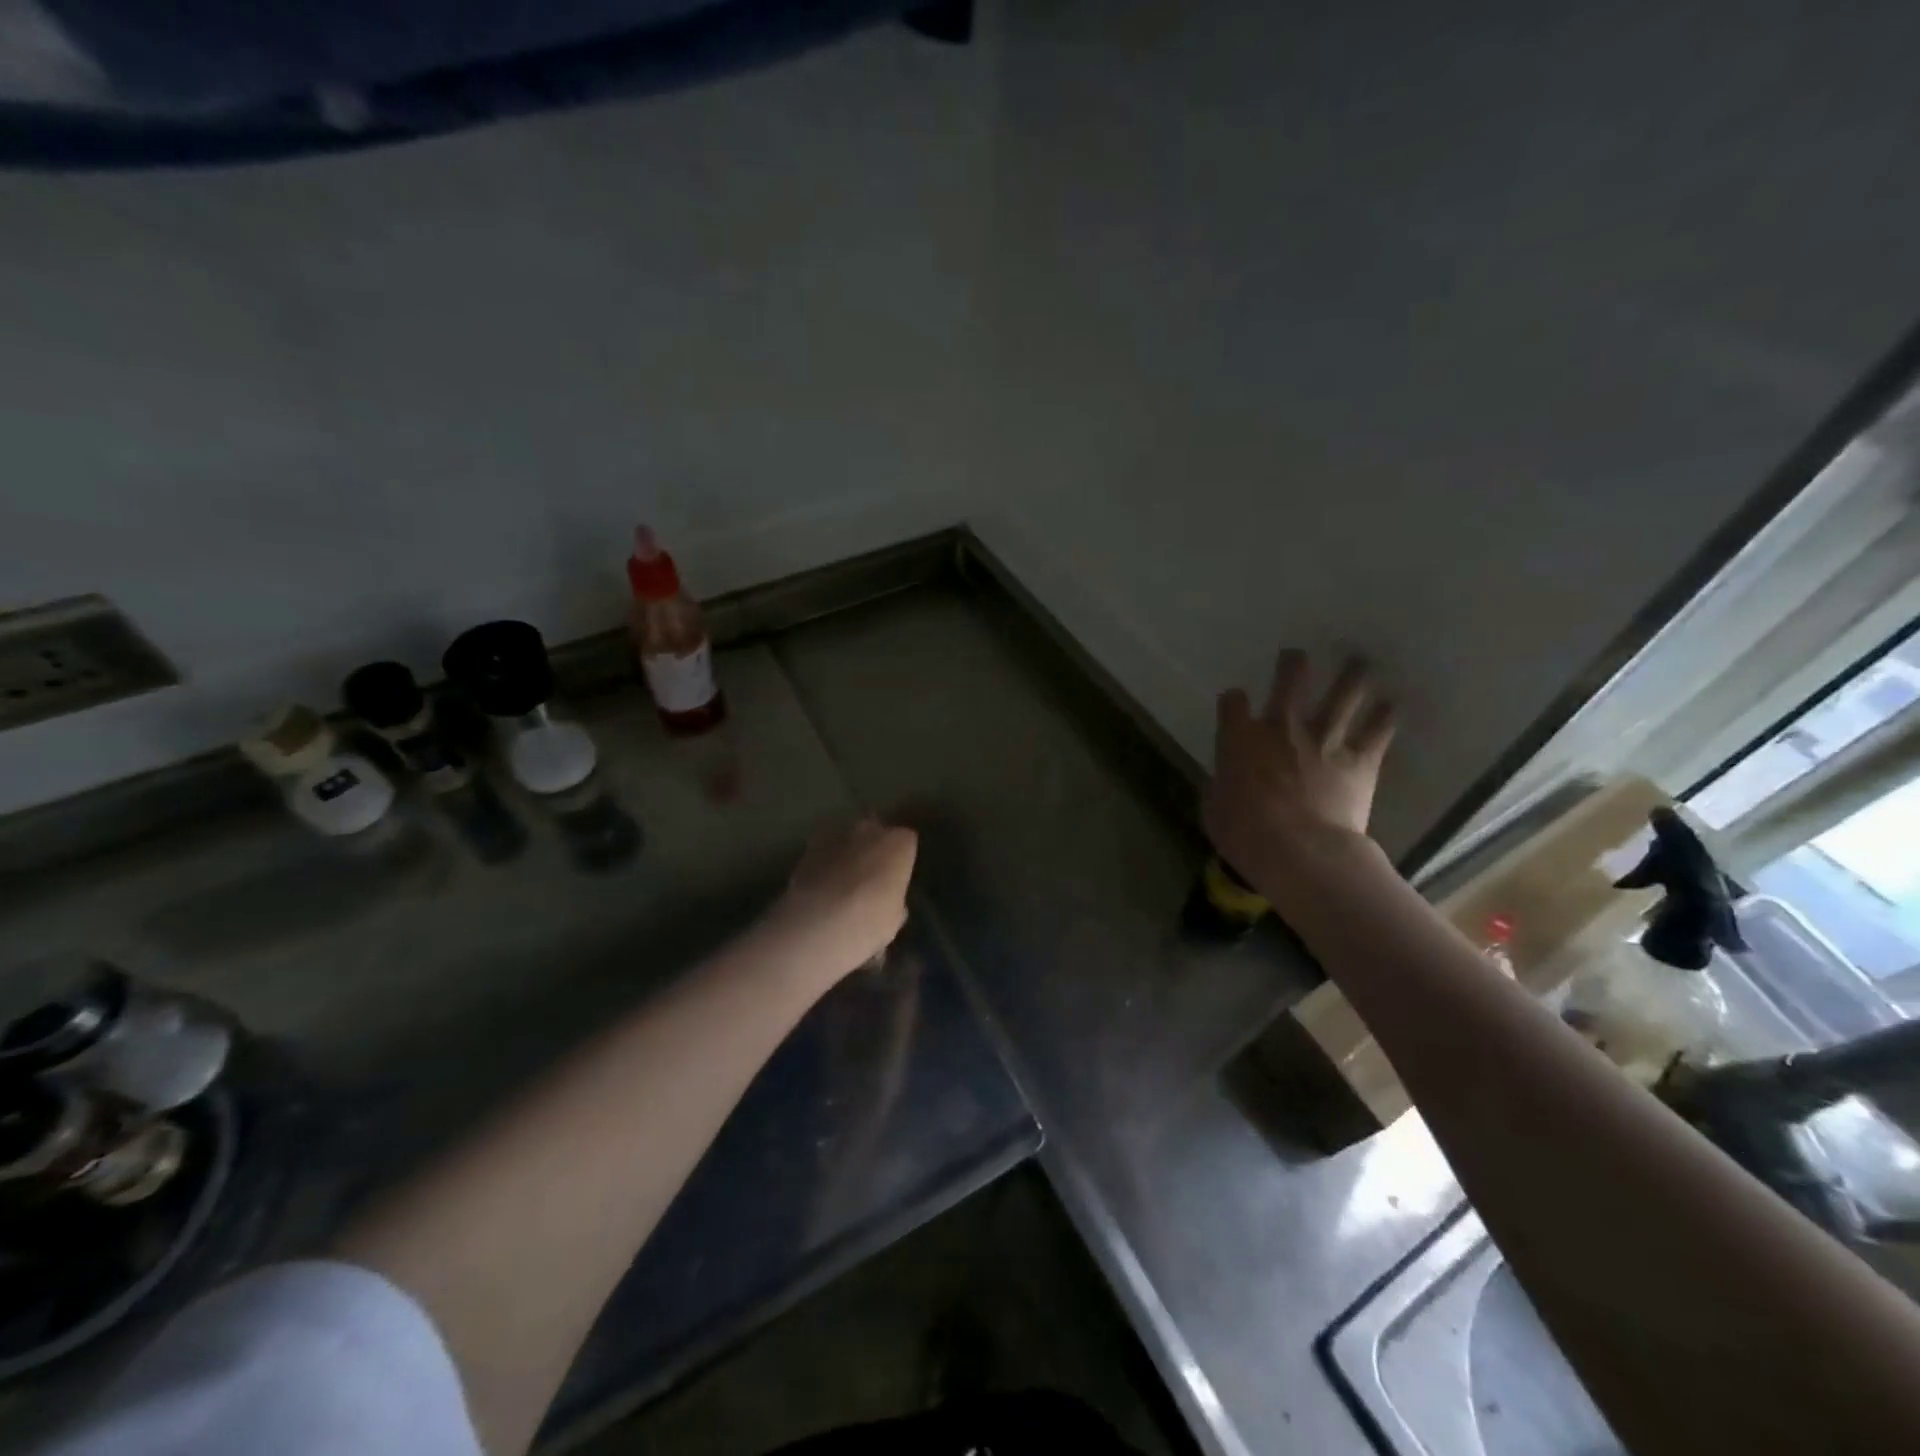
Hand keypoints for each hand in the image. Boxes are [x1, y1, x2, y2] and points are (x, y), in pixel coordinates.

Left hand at [774, 818, 918, 979]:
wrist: (820, 924)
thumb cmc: (871, 920)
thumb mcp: (894, 917)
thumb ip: (894, 899)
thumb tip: (889, 900)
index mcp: (900, 843)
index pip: (907, 841)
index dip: (901, 859)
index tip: (897, 876)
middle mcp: (870, 829)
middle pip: (875, 832)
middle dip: (873, 848)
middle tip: (870, 876)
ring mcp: (836, 835)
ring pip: (847, 838)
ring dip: (847, 853)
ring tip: (842, 882)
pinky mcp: (808, 847)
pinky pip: (823, 851)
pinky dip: (824, 863)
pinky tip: (821, 886)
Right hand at [1202, 650, 1395, 887]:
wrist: (1299, 850)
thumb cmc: (1245, 833)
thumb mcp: (1214, 810)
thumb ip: (1219, 788)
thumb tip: (1219, 785)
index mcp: (1240, 739)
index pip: (1233, 702)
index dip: (1234, 700)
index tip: (1236, 702)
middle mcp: (1282, 727)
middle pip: (1290, 681)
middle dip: (1293, 665)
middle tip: (1298, 655)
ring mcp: (1324, 739)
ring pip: (1342, 695)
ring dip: (1351, 676)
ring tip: (1359, 662)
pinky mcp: (1359, 759)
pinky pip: (1377, 730)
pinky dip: (1384, 717)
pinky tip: (1390, 706)